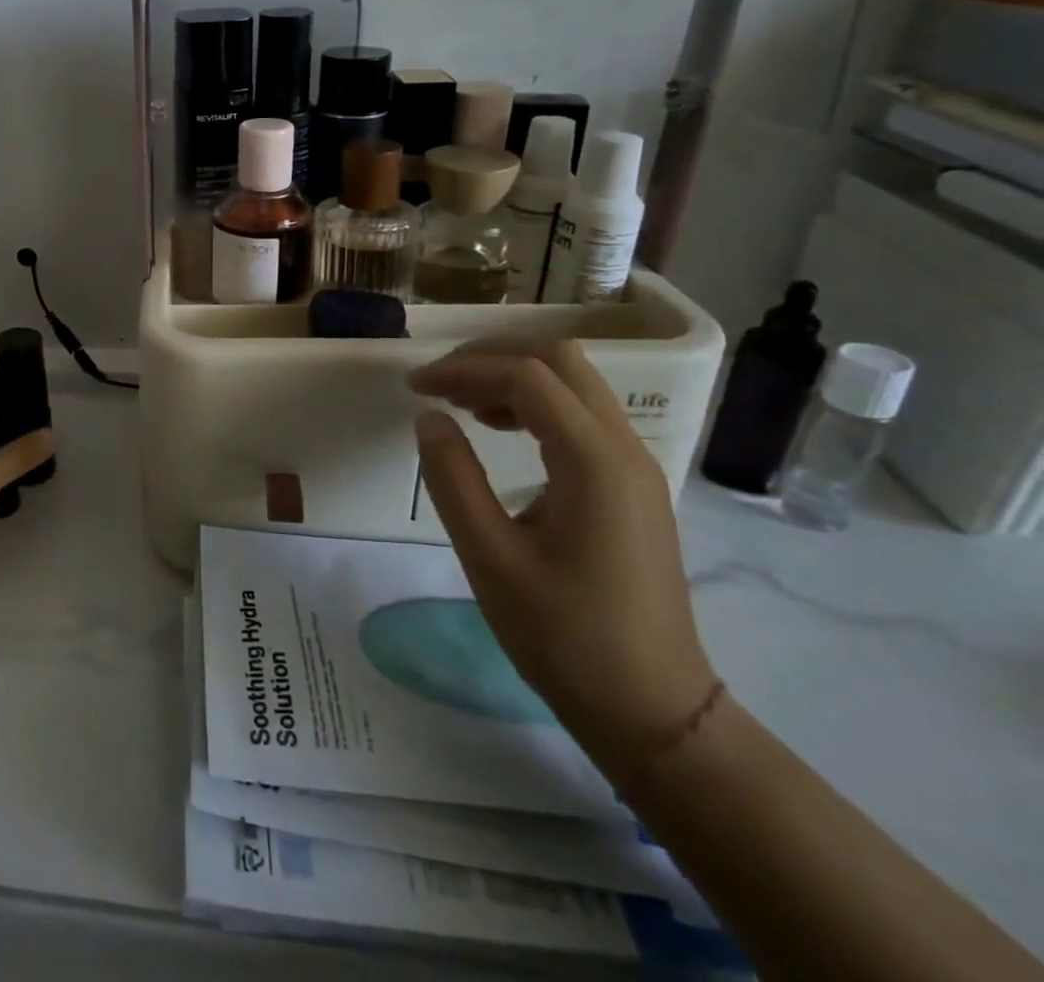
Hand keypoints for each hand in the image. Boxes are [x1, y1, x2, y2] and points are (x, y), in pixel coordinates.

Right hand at [410, 340, 717, 775]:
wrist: (654, 711)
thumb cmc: (565, 637)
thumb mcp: (490, 558)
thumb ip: (453, 478)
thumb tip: (429, 418)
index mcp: (594, 462)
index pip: (525, 377)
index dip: (462, 369)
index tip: (414, 388)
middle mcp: (624, 450)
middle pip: (559, 361)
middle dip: (491, 357)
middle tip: (438, 382)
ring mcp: (635, 467)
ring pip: (573, 384)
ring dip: (512, 377)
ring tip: (459, 404)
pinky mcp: (631, 487)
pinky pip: (581, 416)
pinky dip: (533, 405)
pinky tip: (499, 431)